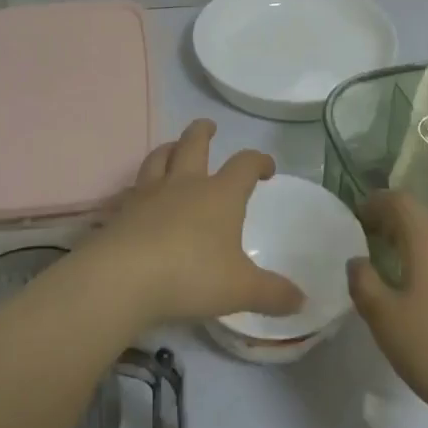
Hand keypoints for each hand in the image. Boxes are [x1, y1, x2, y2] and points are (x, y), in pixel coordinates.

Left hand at [86, 120, 303, 328]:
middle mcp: (186, 184)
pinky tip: (141, 195)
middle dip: (203, 132)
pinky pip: (133, 188)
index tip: (266, 167)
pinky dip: (141, 185)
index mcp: (220, 194)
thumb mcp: (241, 289)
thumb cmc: (192, 274)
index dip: (258, 161)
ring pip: (159, 157)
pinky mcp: (123, 210)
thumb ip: (273, 293)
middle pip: (194, 143)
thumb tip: (303, 300)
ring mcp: (150, 193)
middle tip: (209, 126)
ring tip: (173, 147)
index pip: (244, 164)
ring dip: (169, 148)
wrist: (125, 276)